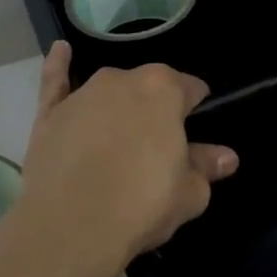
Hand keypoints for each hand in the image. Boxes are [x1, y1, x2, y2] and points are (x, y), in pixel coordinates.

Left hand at [15, 42, 238, 265]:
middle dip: (155, 110)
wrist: (71, 226)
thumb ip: (206, 167)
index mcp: (164, 90)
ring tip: (119, 138)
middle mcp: (122, 80)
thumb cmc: (142, 205)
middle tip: (156, 149)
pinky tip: (61, 50)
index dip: (194, 109)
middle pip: (148, 88)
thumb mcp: (189, 193)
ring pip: (109, 90)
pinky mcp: (49, 114)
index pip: (190, 88)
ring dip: (118, 104)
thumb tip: (226, 157)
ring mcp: (82, 94)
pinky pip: (55, 81)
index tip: (193, 133)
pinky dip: (58, 65)